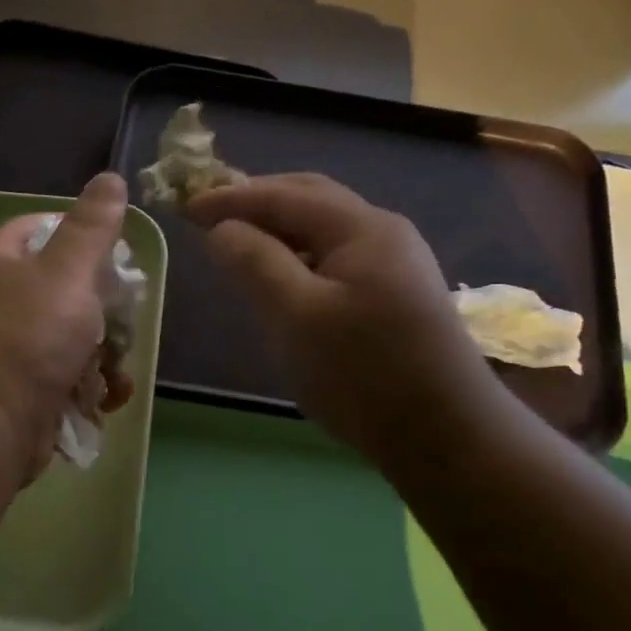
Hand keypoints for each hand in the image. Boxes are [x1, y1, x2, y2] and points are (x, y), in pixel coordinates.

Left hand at [0, 173, 134, 486]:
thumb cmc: (26, 342)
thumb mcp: (66, 274)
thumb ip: (92, 228)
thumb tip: (110, 178)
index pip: (39, 228)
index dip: (80, 234)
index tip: (116, 255)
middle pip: (65, 290)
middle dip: (103, 311)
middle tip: (121, 324)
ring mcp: (10, 353)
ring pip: (72, 339)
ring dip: (103, 357)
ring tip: (114, 375)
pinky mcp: (23, 393)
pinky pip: (65, 378)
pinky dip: (89, 389)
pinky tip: (104, 402)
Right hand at [185, 173, 503, 469]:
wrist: (445, 435)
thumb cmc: (363, 373)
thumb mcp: (297, 315)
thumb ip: (255, 262)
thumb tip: (221, 227)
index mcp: (362, 228)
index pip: (285, 195)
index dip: (232, 197)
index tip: (186, 206)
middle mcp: (384, 233)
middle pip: (311, 199)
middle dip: (258, 201)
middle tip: (211, 215)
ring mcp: (396, 264)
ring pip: (324, 230)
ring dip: (279, 229)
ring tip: (239, 245)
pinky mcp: (396, 295)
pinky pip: (336, 258)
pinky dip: (299, 256)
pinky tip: (282, 279)